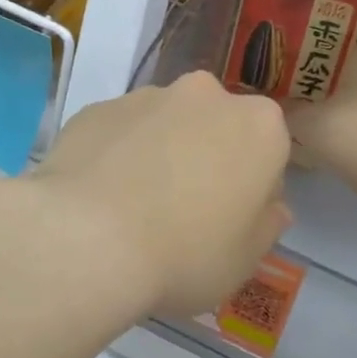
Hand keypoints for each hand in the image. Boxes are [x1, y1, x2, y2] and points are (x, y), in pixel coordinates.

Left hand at [28, 72, 290, 317]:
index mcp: (258, 127)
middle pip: (217, 128)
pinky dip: (117, 154)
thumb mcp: (244, 261)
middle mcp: (207, 96)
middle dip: (208, 159)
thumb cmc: (184, 254)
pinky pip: (120, 132)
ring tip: (134, 208)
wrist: (85, 238)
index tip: (231, 223)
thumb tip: (270, 208)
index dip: (252, 190)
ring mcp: (147, 96)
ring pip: (166, 125)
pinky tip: (99, 198)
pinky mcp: (98, 107)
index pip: (269, 153)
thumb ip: (266, 227)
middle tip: (184, 212)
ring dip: (161, 153)